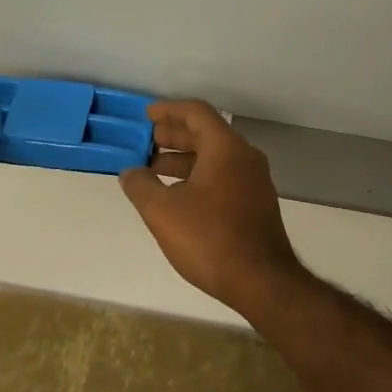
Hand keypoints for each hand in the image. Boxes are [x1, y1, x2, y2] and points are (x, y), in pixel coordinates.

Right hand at [119, 99, 303, 312]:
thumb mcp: (163, 212)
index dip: (169, 110)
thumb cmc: (209, 238)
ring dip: (184, 158)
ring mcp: (254, 181)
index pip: (196, 112)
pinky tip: (178, 195)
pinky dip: (199, 175)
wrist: (262, 281)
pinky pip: (224, 175)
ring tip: (154, 170)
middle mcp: (244, 157)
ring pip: (215, 157)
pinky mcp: (256, 203)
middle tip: (147, 141)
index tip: (146, 115)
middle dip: (174, 135)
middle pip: (207, 133)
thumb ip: (141, 186)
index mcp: (226, 148)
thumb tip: (130, 172)